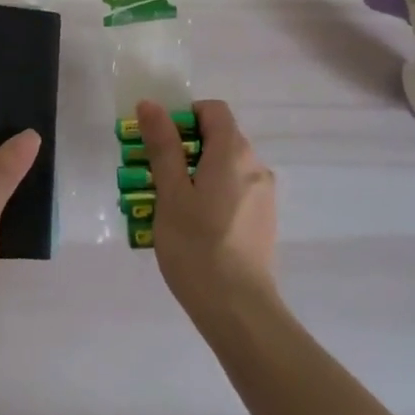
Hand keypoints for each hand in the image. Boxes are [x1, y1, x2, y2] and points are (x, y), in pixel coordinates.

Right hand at [136, 99, 278, 325]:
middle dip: (183, 148)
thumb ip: (163, 145)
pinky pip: (233, 192)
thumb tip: (151, 104)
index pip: (213, 110)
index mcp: (234, 152)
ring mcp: (263, 195)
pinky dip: (211, 195)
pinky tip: (191, 228)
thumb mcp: (170, 192)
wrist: (239, 310)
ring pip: (224, 168)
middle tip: (152, 176)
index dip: (184, 116)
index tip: (159, 141)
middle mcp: (255, 166)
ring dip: (195, 174)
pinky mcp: (263, 220)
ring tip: (167, 206)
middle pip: (218, 138)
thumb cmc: (197, 245)